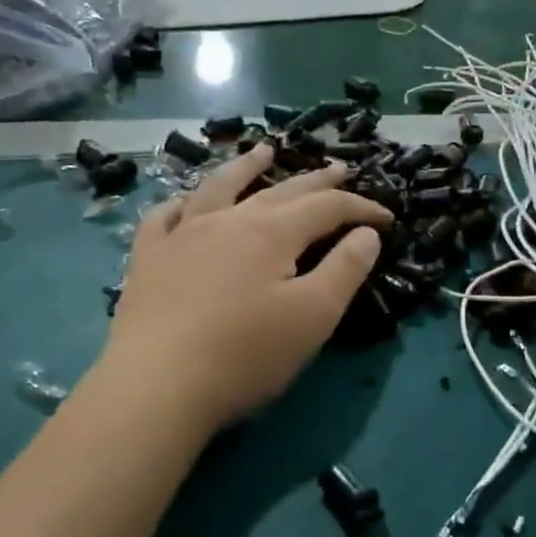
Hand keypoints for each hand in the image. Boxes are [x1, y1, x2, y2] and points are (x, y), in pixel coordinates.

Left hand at [100, 144, 390, 433]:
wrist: (156, 386)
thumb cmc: (245, 354)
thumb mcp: (313, 317)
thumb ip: (345, 269)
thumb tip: (367, 233)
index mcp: (272, 232)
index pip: (327, 207)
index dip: (361, 208)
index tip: (387, 219)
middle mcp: (228, 220)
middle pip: (281, 190)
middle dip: (317, 180)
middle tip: (340, 169)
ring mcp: (182, 235)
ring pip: (219, 187)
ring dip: (246, 167)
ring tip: (263, 151)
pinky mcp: (148, 259)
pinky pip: (164, 217)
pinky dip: (181, 203)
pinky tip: (185, 203)